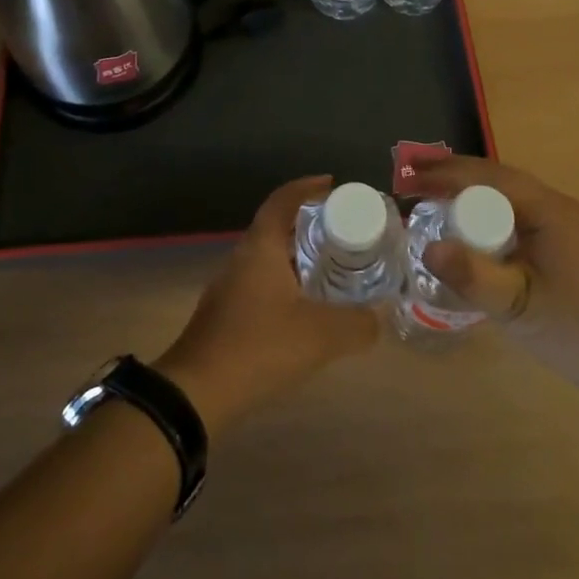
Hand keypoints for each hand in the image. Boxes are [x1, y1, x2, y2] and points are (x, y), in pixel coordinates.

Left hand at [156, 175, 378, 438]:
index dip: (307, 187)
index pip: (283, 200)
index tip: (333, 184)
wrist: (197, 393)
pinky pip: (261, 285)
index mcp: (261, 248)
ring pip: (269, 259)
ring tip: (333, 270)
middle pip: (277, 228)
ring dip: (298, 258)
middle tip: (345, 233)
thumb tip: (380, 316)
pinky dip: (286, 285)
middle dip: (310, 225)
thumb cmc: (259, 347)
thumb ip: (358, 324)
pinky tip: (306, 310)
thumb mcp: (321, 336)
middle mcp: (242, 258)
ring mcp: (229, 287)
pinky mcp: (226, 314)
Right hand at [412, 157, 578, 394]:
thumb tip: (427, 247)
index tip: (408, 179)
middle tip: (411, 177)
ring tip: (430, 192)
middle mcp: (557, 205)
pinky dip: (485, 208)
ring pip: (507, 192)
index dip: (445, 174)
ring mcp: (563, 222)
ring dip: (468, 188)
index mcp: (549, 211)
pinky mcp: (563, 240)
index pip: (488, 178)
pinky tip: (467, 224)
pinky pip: (516, 211)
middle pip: (497, 177)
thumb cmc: (574, 331)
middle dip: (452, 173)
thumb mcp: (517, 306)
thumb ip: (473, 276)